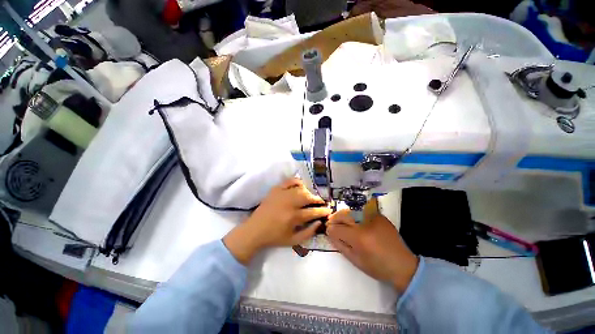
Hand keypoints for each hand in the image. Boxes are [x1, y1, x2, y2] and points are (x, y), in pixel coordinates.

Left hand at [223, 178, 331, 264]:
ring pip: (300, 189)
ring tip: (310, 197)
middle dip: (317, 199)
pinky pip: (289, 181)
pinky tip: (300, 186)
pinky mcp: (275, 190)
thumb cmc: (274, 237)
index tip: (329, 210)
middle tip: (321, 202)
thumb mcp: (293, 241)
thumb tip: (319, 222)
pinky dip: (297, 182)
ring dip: (308, 192)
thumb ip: (308, 233)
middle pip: (308, 197)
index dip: (323, 211)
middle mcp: (289, 203)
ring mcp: (281, 194)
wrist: (255, 230)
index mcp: (293, 217)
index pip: (313, 212)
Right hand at [326, 210, 418, 292]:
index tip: (327, 230)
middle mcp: (365, 224)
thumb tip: (330, 233)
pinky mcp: (379, 216)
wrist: (402, 265)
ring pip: (351, 210)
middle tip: (330, 221)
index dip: (330, 229)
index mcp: (359, 238)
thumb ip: (340, 245)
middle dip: (334, 218)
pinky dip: (354, 213)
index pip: (338, 229)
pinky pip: (362, 211)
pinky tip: (353, 219)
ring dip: (342, 214)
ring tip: (339, 218)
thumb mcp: (355, 260)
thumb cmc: (377, 267)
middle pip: (343, 215)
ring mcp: (373, 217)